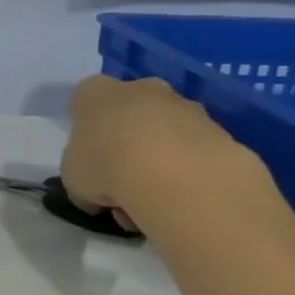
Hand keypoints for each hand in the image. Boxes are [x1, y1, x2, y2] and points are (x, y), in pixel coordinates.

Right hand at [60, 75, 255, 231]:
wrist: (178, 176)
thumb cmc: (105, 166)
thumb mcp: (72, 178)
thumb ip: (82, 176)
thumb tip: (96, 194)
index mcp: (97, 92)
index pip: (85, 102)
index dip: (86, 133)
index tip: (89, 161)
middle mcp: (141, 89)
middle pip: (130, 114)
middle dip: (127, 145)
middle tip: (122, 185)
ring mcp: (186, 108)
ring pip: (166, 135)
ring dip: (159, 164)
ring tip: (154, 204)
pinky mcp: (222, 132)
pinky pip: (196, 153)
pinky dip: (189, 175)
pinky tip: (182, 202)